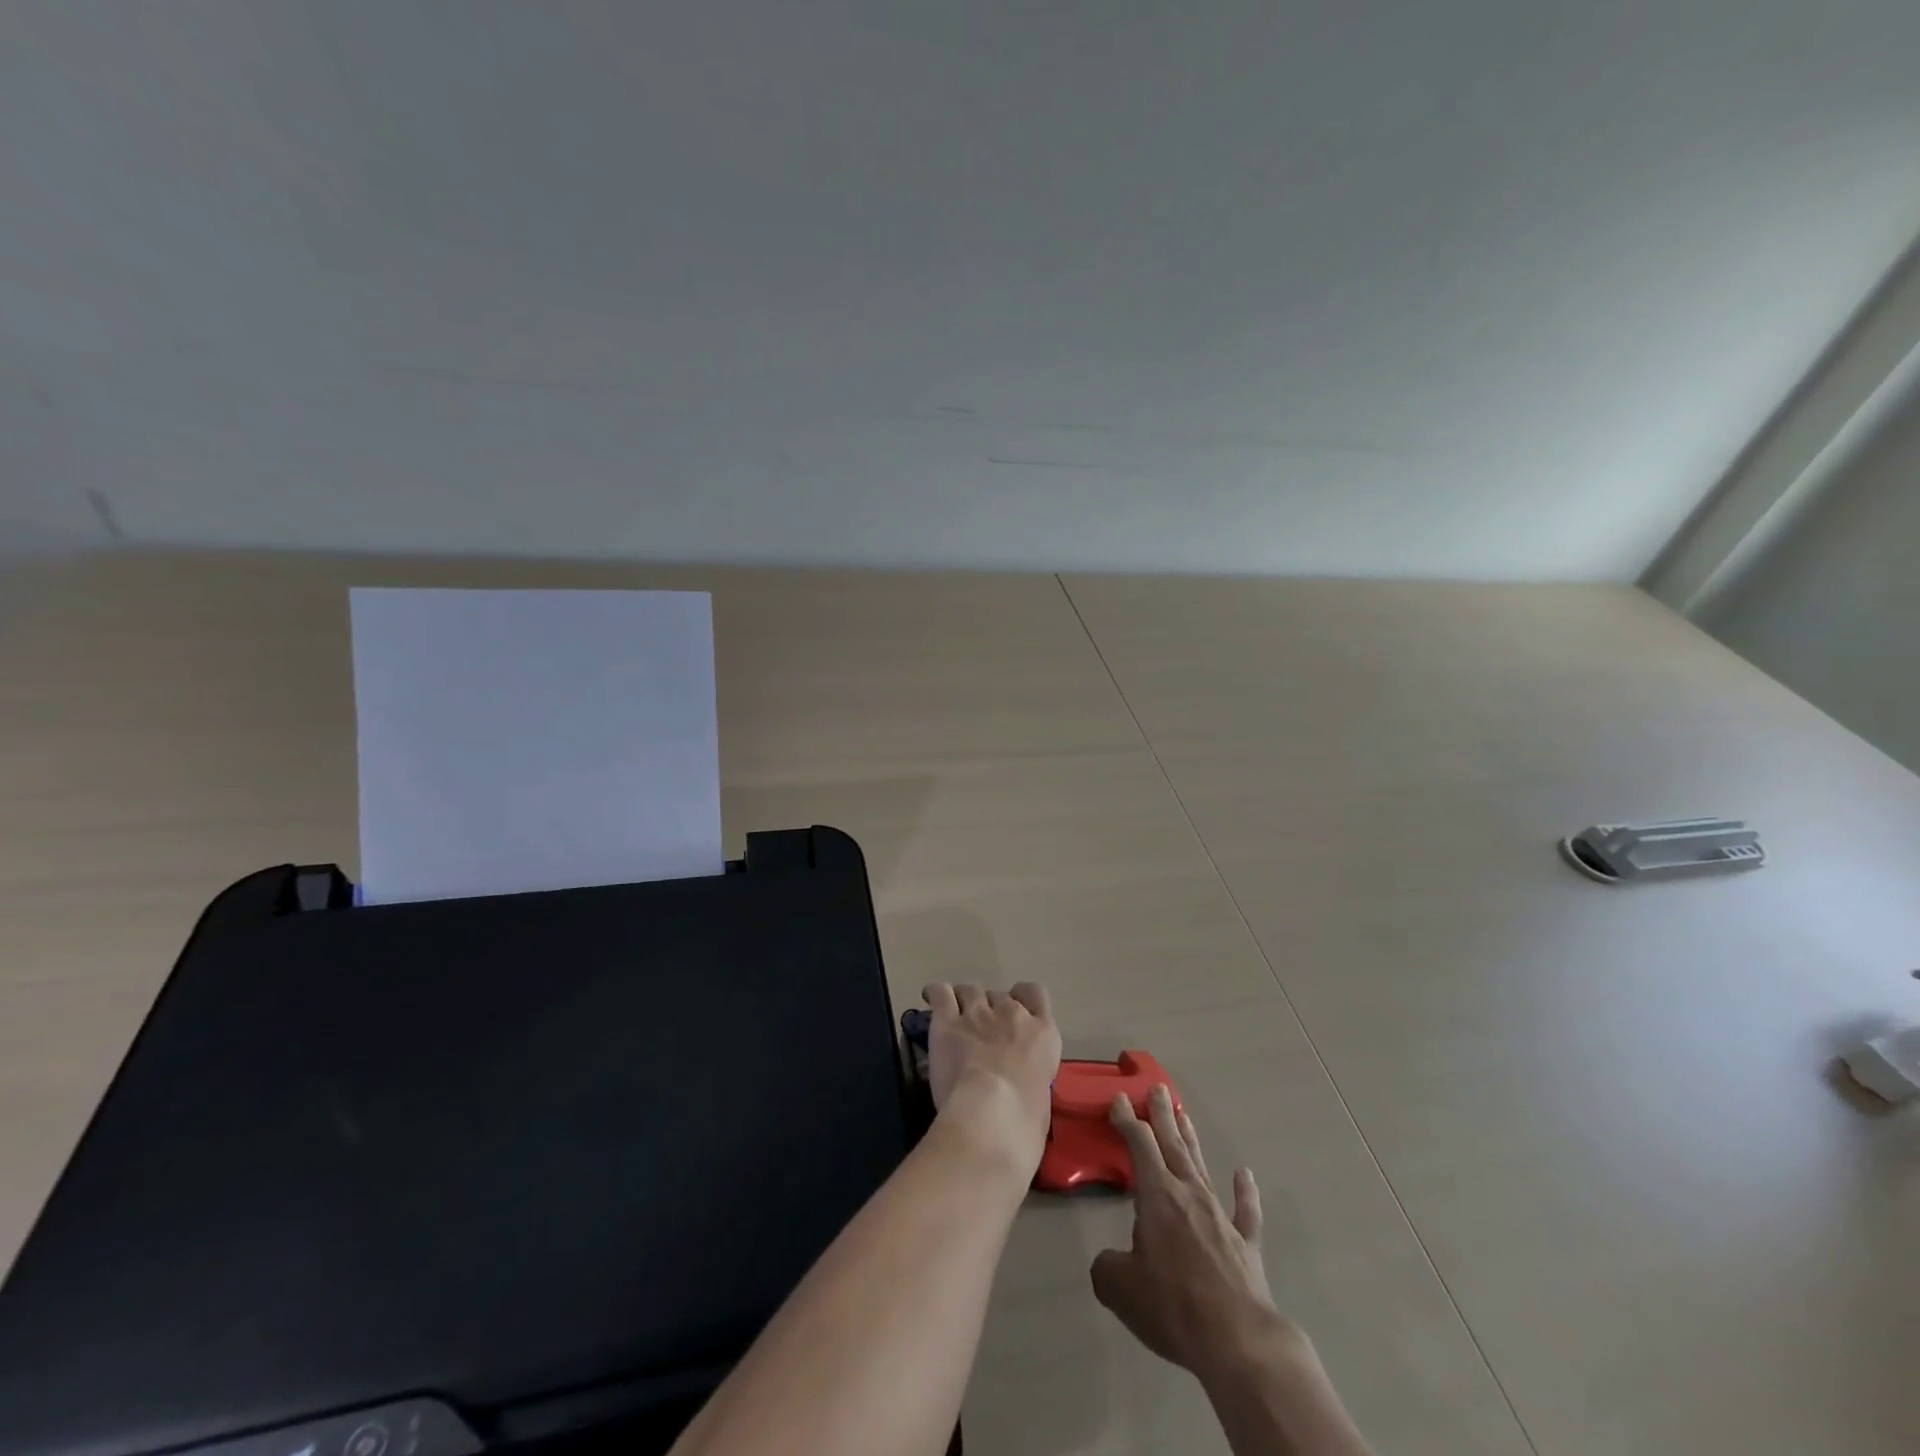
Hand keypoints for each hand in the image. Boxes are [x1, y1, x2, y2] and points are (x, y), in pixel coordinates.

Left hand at [922, 982, 1061, 1175]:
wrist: (993, 1115)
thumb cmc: (1025, 1118)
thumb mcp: (1042, 1092)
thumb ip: (1030, 1073)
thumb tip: (1018, 1079)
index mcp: (1042, 1032)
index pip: (1034, 993)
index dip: (1021, 998)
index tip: (1011, 1013)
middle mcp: (1012, 1013)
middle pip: (998, 995)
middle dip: (990, 1009)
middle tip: (981, 1030)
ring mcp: (979, 1013)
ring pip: (970, 990)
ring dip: (964, 1000)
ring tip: (956, 1015)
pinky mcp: (948, 1021)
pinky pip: (940, 993)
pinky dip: (935, 993)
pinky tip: (930, 997)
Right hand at [1091, 1086, 1292, 1380]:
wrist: (1237, 1340)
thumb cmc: (1173, 1304)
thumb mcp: (1120, 1287)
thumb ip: (1107, 1267)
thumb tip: (1108, 1264)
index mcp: (1157, 1195)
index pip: (1139, 1144)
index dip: (1127, 1120)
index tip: (1119, 1099)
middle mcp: (1189, 1193)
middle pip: (1172, 1144)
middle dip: (1162, 1114)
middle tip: (1158, 1087)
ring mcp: (1220, 1216)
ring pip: (1201, 1166)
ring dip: (1191, 1140)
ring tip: (1184, 1114)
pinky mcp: (1245, 1244)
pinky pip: (1245, 1210)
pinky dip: (1245, 1191)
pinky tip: (1244, 1174)